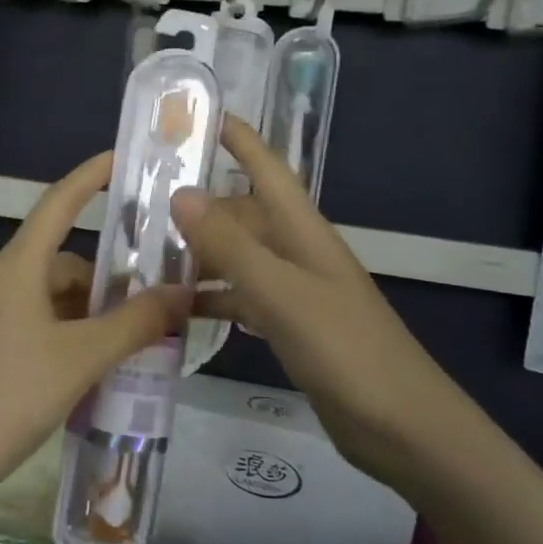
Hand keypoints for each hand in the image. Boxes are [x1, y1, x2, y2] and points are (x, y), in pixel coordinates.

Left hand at [0, 152, 189, 491]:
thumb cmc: (8, 395)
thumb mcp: (81, 359)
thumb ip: (134, 324)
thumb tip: (182, 292)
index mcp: (17, 267)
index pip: (59, 203)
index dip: (91, 176)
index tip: (123, 158)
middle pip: (62, 262)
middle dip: (106, 280)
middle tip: (154, 305)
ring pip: (50, 300)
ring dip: (88, 315)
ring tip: (131, 346)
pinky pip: (34, 326)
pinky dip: (66, 337)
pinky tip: (89, 371)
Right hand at [173, 120, 459, 473]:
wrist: (402, 427)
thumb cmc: (345, 350)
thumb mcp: (281, 293)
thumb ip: (230, 245)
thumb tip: (181, 192)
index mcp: (302, 231)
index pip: (266, 168)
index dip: (237, 138)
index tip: (195, 116)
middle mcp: (297, 251)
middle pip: (242, 214)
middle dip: (198, 206)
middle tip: (140, 207)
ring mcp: (295, 291)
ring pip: (238, 257)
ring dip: (199, 255)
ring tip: (145, 258)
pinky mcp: (292, 326)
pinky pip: (242, 297)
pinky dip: (213, 298)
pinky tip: (178, 310)